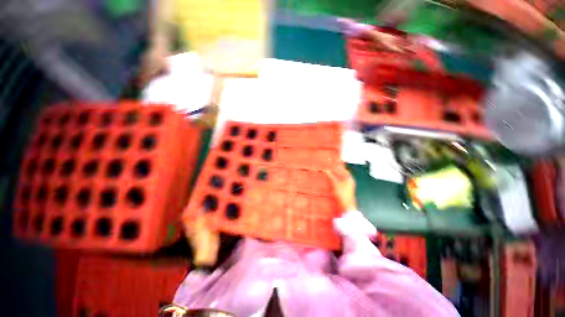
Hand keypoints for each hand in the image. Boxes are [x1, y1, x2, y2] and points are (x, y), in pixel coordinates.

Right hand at [326, 164, 357, 210]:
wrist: (347, 206)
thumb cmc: (342, 194)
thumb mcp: (335, 185)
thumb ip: (331, 177)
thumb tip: (327, 170)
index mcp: (349, 178)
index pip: (343, 169)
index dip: (337, 166)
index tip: (332, 163)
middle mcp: (350, 180)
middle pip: (342, 173)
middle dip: (336, 170)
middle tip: (330, 167)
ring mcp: (348, 185)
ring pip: (341, 177)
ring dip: (336, 174)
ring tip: (329, 172)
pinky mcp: (346, 189)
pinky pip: (341, 181)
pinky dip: (336, 179)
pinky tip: (332, 179)